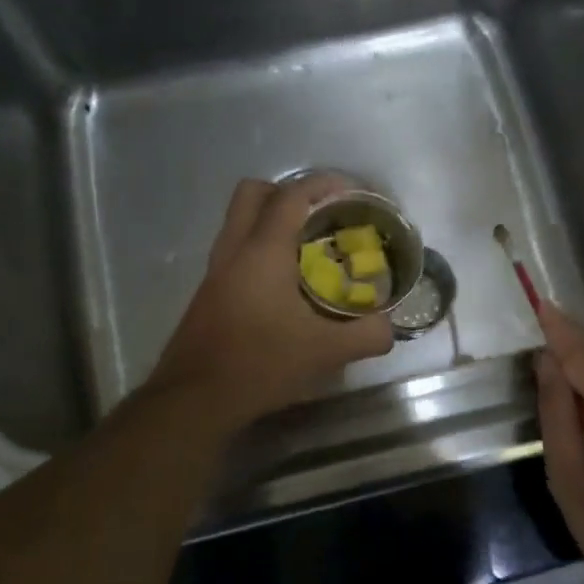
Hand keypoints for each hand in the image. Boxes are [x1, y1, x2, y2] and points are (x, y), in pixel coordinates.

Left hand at [149, 176, 394, 426]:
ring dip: (271, 221)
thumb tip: (388, 328)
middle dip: (289, 192)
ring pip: (239, 221)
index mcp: (263, 251)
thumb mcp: (325, 352)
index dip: (323, 184)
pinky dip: (259, 249)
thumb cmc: (260, 364)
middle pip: (253, 193)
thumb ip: (366, 335)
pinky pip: (235, 250)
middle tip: (320, 214)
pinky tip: (283, 285)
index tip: (351, 191)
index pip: (292, 196)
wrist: (195, 399)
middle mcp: (234, 250)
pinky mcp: (207, 293)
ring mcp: (215, 271)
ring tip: (307, 248)